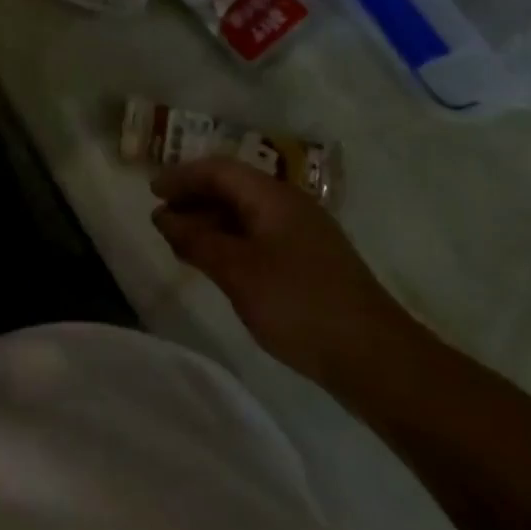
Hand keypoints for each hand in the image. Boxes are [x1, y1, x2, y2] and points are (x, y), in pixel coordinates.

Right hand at [151, 158, 416, 389]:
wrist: (378, 360)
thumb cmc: (299, 305)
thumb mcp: (236, 272)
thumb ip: (196, 240)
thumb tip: (163, 217)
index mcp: (272, 196)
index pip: (218, 169)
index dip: (181, 176)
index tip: (152, 193)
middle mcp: (289, 205)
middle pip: (233, 187)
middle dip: (194, 198)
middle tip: (163, 219)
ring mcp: (304, 233)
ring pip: (246, 212)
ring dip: (211, 221)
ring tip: (184, 244)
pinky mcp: (312, 261)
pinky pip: (260, 234)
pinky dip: (231, 240)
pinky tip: (220, 264)